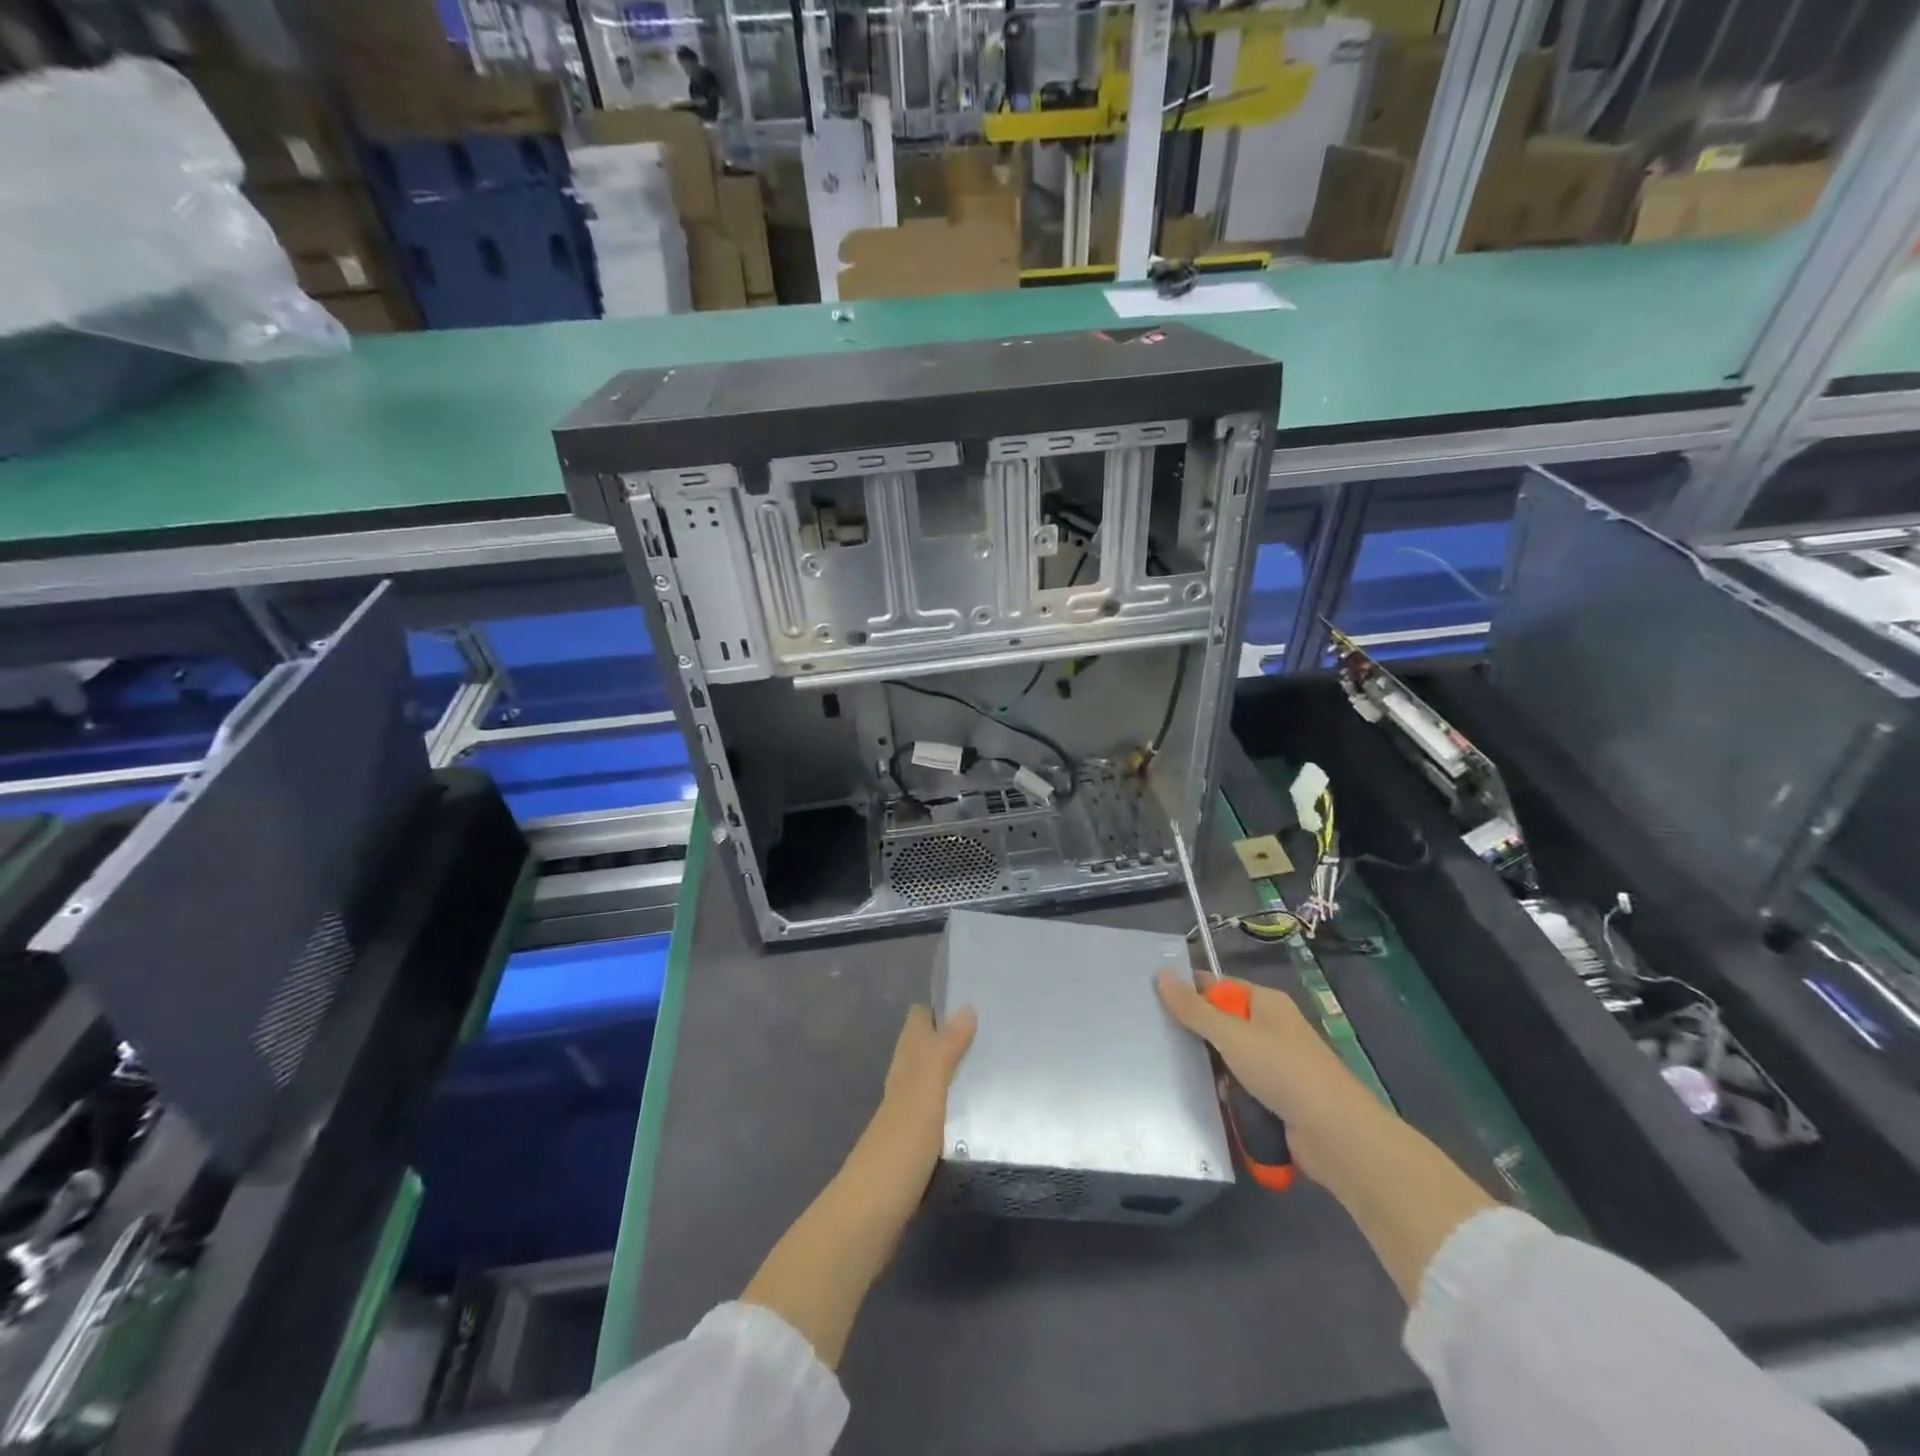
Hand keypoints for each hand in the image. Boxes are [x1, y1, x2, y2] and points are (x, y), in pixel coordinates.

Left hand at [739, 1004, 975, 1368]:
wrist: (869, 1216)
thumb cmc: (899, 1146)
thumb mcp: (927, 1092)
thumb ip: (945, 1051)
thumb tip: (966, 1007)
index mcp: (904, 1069)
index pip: (917, 1024)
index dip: (937, 1007)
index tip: (969, 994)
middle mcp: (900, 1088)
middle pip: (919, 1051)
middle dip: (945, 1036)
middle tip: (987, 1027)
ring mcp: (902, 1122)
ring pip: (926, 1083)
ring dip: (948, 1072)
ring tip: (985, 1066)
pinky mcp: (909, 1153)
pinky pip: (933, 1116)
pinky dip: (949, 1107)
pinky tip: (969, 1117)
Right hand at [1156, 969, 1379, 1185]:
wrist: (1337, 1136)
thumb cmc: (1284, 1071)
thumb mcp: (1231, 1035)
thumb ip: (1194, 1009)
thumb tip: (1160, 974)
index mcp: (1265, 1002)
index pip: (1217, 986)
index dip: (1188, 991)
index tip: (1152, 1001)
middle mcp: (1270, 1028)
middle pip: (1221, 1023)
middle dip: (1195, 1034)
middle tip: (1156, 1040)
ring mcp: (1274, 1065)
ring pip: (1227, 1058)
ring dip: (1209, 1069)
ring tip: (1172, 1073)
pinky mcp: (1275, 1097)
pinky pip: (1239, 1087)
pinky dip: (1224, 1093)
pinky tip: (1201, 1100)